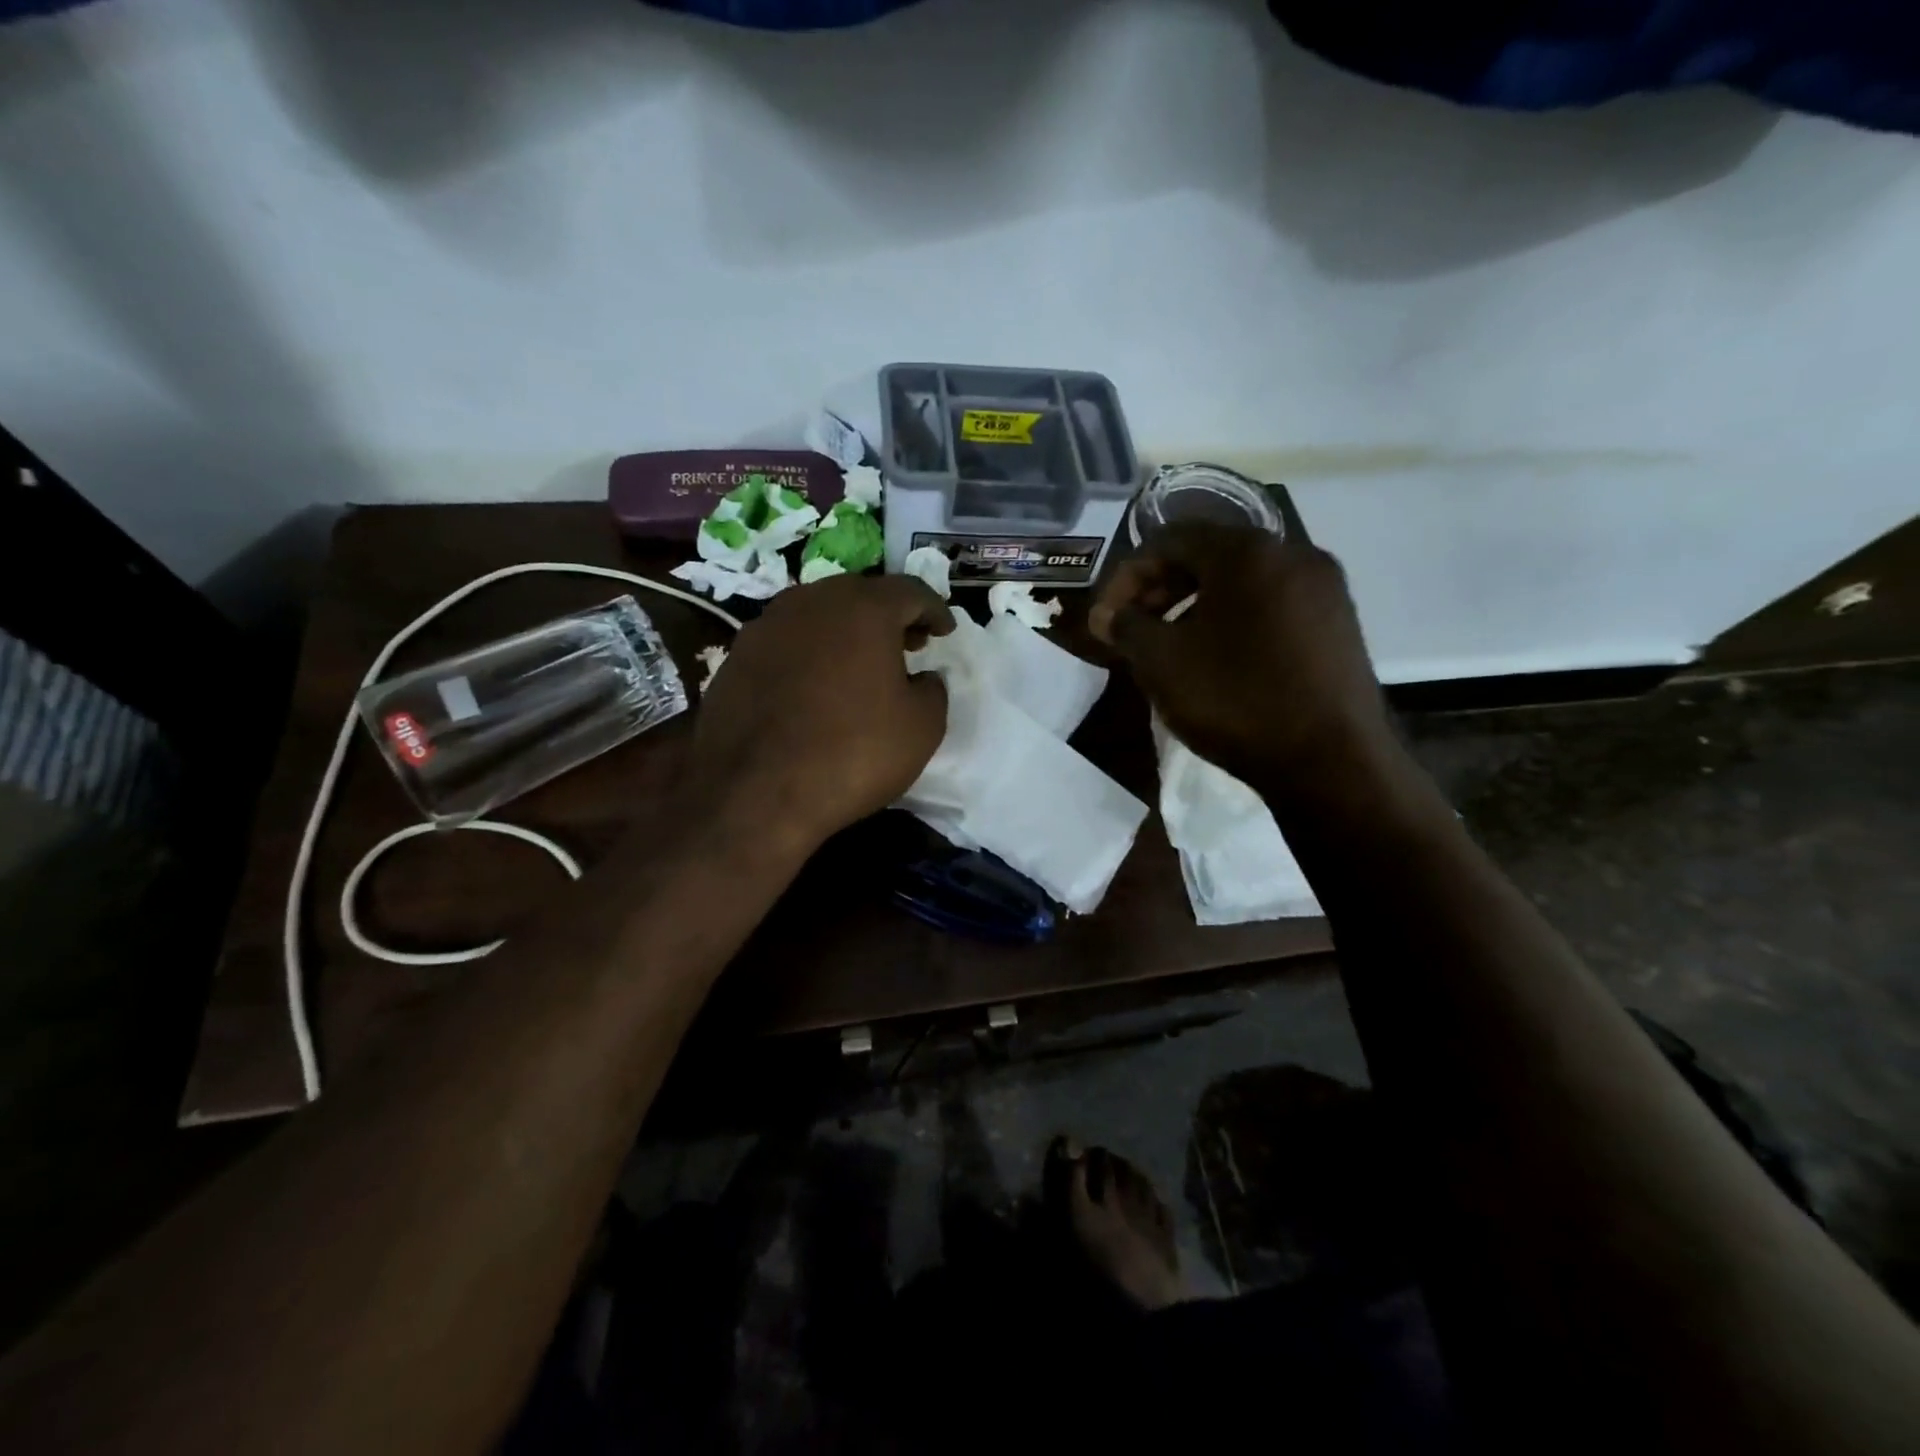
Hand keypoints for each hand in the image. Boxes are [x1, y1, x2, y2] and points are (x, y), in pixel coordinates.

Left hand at [688, 574, 952, 848]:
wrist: (755, 794)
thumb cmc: (853, 753)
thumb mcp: (922, 727)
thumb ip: (933, 690)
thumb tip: (922, 678)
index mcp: (863, 608)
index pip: (910, 591)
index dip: (935, 610)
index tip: (945, 631)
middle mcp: (811, 602)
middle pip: (860, 594)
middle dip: (889, 616)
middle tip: (908, 644)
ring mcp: (766, 626)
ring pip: (818, 614)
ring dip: (846, 632)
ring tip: (861, 665)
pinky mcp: (735, 657)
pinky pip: (787, 642)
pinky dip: (810, 654)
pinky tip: (816, 687)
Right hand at [1088, 523, 1393, 793]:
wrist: (1330, 762)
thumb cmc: (1235, 699)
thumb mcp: (1161, 662)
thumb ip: (1126, 627)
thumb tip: (1105, 615)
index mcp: (1247, 551)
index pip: (1170, 538)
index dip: (1127, 575)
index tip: (1107, 617)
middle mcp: (1292, 553)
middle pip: (1209, 554)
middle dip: (1161, 588)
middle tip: (1134, 628)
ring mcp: (1324, 588)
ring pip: (1242, 581)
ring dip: (1195, 605)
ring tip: (1171, 646)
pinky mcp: (1339, 623)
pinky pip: (1271, 604)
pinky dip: (1233, 619)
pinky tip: (1217, 659)